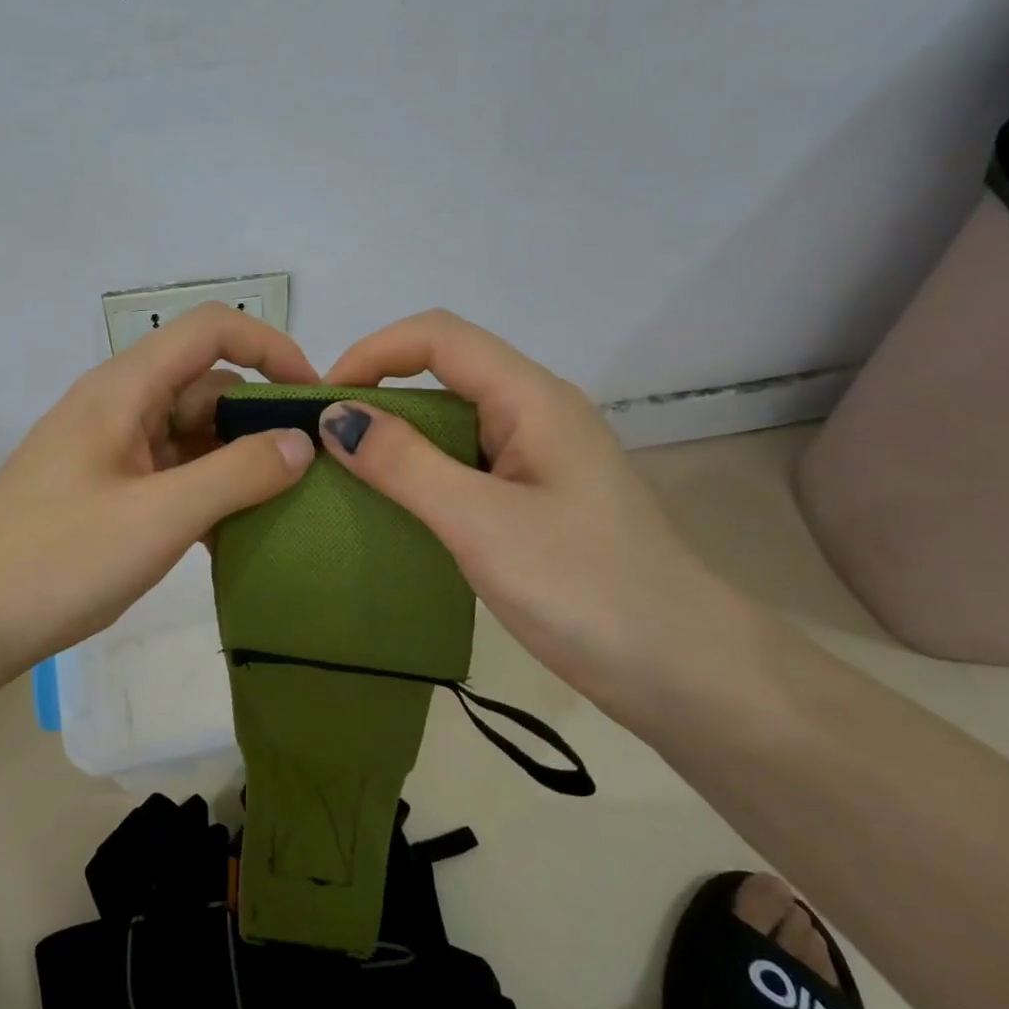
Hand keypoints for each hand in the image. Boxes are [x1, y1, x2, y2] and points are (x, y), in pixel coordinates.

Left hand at [0, 303, 317, 685]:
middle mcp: (118, 407)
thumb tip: (302, 442)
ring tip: (285, 509)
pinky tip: (233, 537)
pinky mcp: (104, 492)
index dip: (271, 348)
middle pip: (206, 386)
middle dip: (261, 419)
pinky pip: (171, 475)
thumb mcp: (157, 518)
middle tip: (313, 471)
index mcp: (125, 389)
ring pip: (191, 436)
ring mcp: (109, 451)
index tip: (314, 399)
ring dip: (237, 463)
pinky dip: (207, 494)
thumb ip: (237, 474)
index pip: (212, 330)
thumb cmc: (55, 560)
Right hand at [319, 310, 755, 714]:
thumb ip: (405, 464)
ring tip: (348, 473)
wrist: (685, 671)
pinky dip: (423, 471)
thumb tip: (336, 416)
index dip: (373, 351)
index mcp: (532, 398)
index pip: (439, 337)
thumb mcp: (481, 523)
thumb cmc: (584, 588)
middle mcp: (538, 412)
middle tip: (325, 441)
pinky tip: (398, 507)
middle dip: (380, 391)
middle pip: (446, 370)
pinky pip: (468, 462)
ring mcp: (541, 457)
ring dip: (399, 435)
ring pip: (455, 419)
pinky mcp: (539, 497)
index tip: (323, 400)